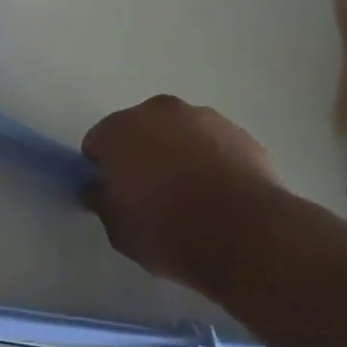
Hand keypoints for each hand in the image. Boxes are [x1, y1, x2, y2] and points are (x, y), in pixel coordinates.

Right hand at [82, 96, 281, 291]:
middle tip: (150, 196)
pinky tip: (219, 195)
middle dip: (139, 156)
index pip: (97, 144)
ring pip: (177, 134)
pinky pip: (211, 144)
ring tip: (191, 197)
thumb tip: (98, 189)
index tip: (115, 197)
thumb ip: (101, 202)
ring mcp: (203, 118)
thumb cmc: (170, 232)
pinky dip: (209, 161)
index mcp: (119, 130)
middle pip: (138, 131)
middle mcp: (158, 111)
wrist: (249, 235)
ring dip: (176, 154)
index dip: (102, 172)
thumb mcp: (118, 229)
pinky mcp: (240, 132)